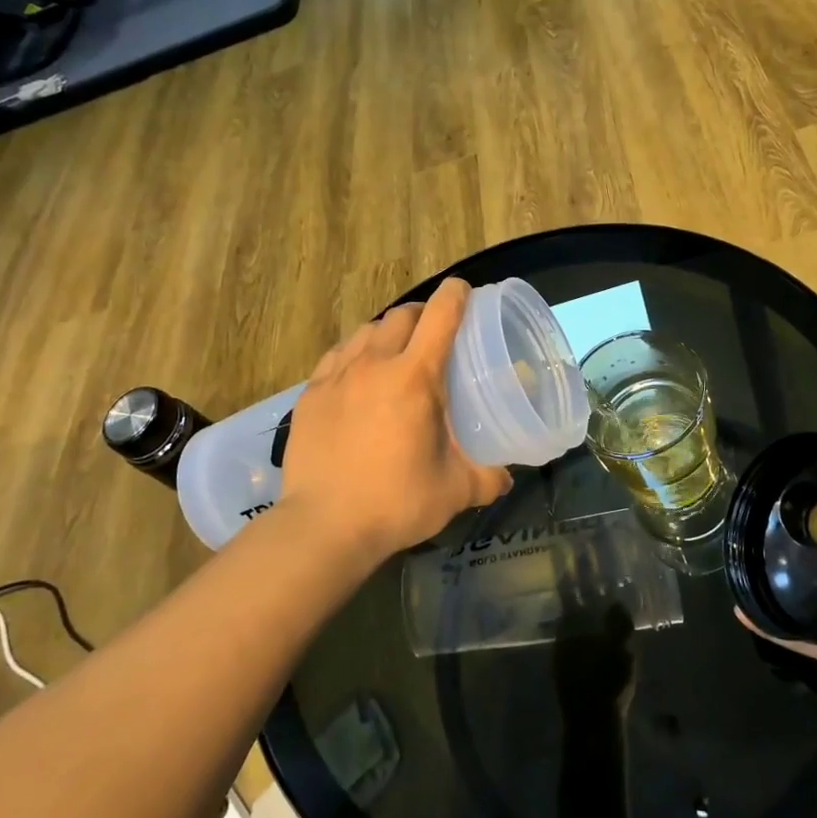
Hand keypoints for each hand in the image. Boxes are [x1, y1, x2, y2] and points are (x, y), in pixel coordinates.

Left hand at [279, 278, 512, 556]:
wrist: (323, 526)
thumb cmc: (396, 502)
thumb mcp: (455, 490)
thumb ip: (487, 477)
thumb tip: (506, 475)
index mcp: (415, 377)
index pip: (439, 315)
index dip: (456, 296)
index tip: (464, 291)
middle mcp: (374, 364)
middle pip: (401, 315)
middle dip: (421, 314)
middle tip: (433, 334)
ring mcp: (336, 377)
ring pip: (365, 331)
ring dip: (386, 332)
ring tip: (395, 353)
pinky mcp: (310, 394)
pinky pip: (336, 356)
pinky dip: (354, 354)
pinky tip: (358, 375)